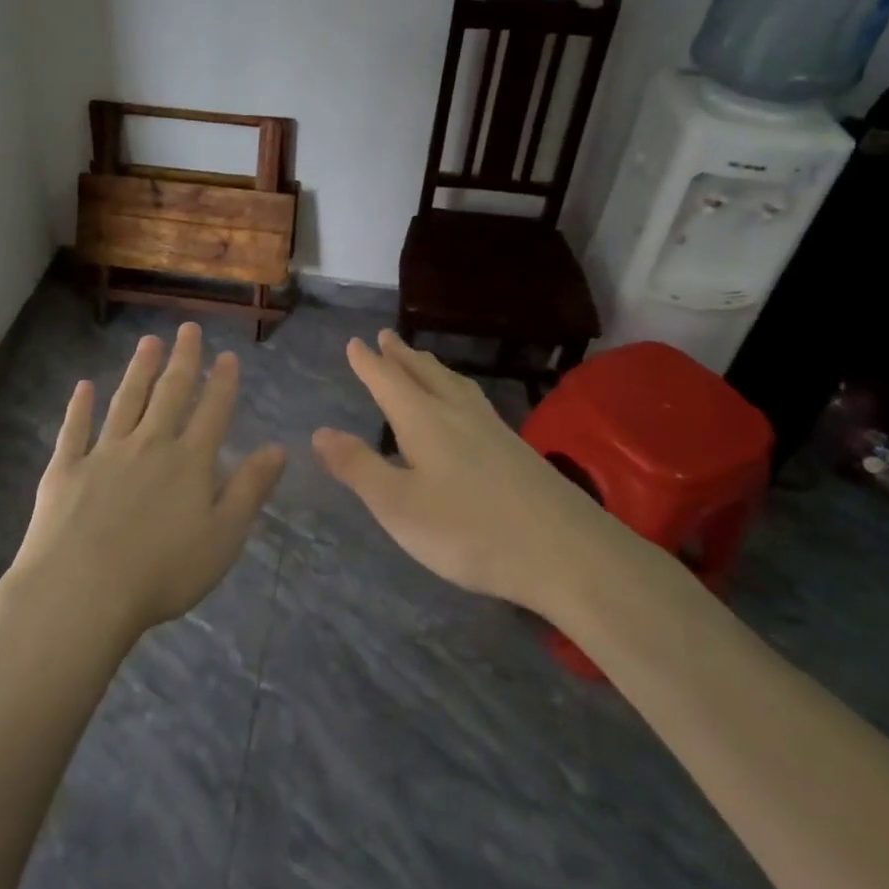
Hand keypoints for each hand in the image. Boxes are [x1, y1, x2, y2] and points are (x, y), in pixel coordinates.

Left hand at [14, 323, 286, 639]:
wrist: (82, 590)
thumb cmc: (162, 572)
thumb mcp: (224, 537)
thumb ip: (250, 489)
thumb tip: (278, 448)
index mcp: (189, 463)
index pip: (212, 412)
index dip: (222, 383)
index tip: (227, 355)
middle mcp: (149, 445)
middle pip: (169, 394)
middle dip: (182, 360)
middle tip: (187, 329)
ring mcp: (104, 454)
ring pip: (126, 401)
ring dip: (139, 370)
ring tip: (149, 342)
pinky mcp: (66, 469)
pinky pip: (75, 429)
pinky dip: (80, 406)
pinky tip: (83, 386)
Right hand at [312, 330, 627, 617]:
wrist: (567, 553)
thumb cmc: (470, 530)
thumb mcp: (399, 506)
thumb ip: (359, 468)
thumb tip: (320, 432)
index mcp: (425, 421)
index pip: (389, 382)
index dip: (369, 363)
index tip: (355, 343)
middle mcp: (458, 414)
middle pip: (425, 374)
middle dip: (402, 356)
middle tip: (388, 336)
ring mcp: (494, 430)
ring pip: (456, 385)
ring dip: (432, 368)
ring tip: (423, 360)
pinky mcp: (518, 450)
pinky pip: (476, 402)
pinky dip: (458, 390)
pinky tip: (468, 408)